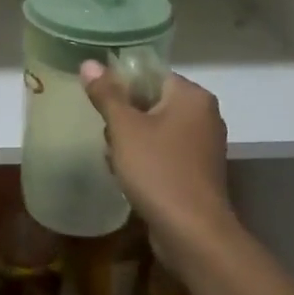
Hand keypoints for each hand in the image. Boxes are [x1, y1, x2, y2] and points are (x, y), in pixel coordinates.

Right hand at [81, 63, 235, 254]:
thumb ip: (106, 94)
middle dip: (124, 118)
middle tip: (108, 136)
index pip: (151, 74)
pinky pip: (164, 154)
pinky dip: (145, 161)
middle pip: (152, 102)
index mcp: (192, 96)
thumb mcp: (124, 128)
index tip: (100, 104)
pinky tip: (127, 178)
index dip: (122, 86)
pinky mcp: (198, 173)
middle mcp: (204, 115)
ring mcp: (203, 146)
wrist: (192, 232)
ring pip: (156, 130)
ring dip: (131, 142)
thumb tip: (89, 62)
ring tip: (114, 160)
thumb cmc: (157, 170)